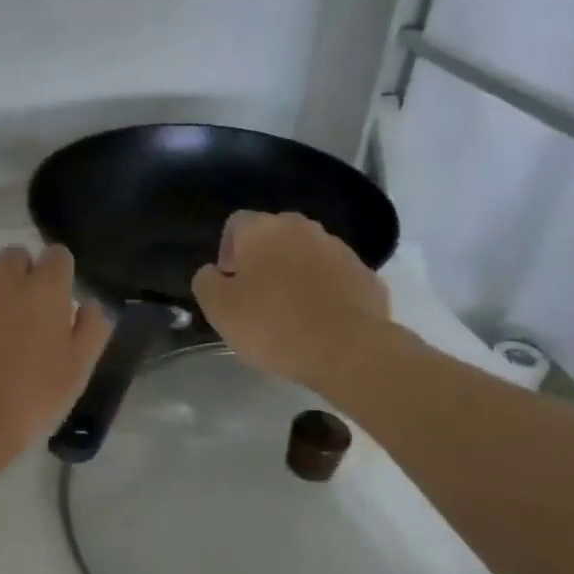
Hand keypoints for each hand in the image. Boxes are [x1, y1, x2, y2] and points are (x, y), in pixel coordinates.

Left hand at [0, 245, 112, 471]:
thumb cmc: (30, 398)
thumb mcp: (77, 371)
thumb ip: (91, 330)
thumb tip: (90, 305)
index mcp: (43, 289)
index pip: (57, 255)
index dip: (59, 273)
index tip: (57, 297)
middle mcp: (1, 278)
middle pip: (15, 256)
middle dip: (21, 275)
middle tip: (23, 313)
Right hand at [193, 211, 390, 389]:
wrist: (347, 349)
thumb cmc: (273, 324)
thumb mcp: (219, 309)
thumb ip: (206, 282)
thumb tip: (213, 273)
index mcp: (263, 229)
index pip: (236, 224)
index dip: (228, 252)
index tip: (229, 283)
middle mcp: (302, 228)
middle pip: (274, 236)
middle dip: (263, 260)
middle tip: (257, 299)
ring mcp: (339, 249)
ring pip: (307, 255)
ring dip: (295, 275)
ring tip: (291, 314)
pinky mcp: (366, 275)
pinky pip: (335, 278)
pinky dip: (325, 293)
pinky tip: (320, 323)